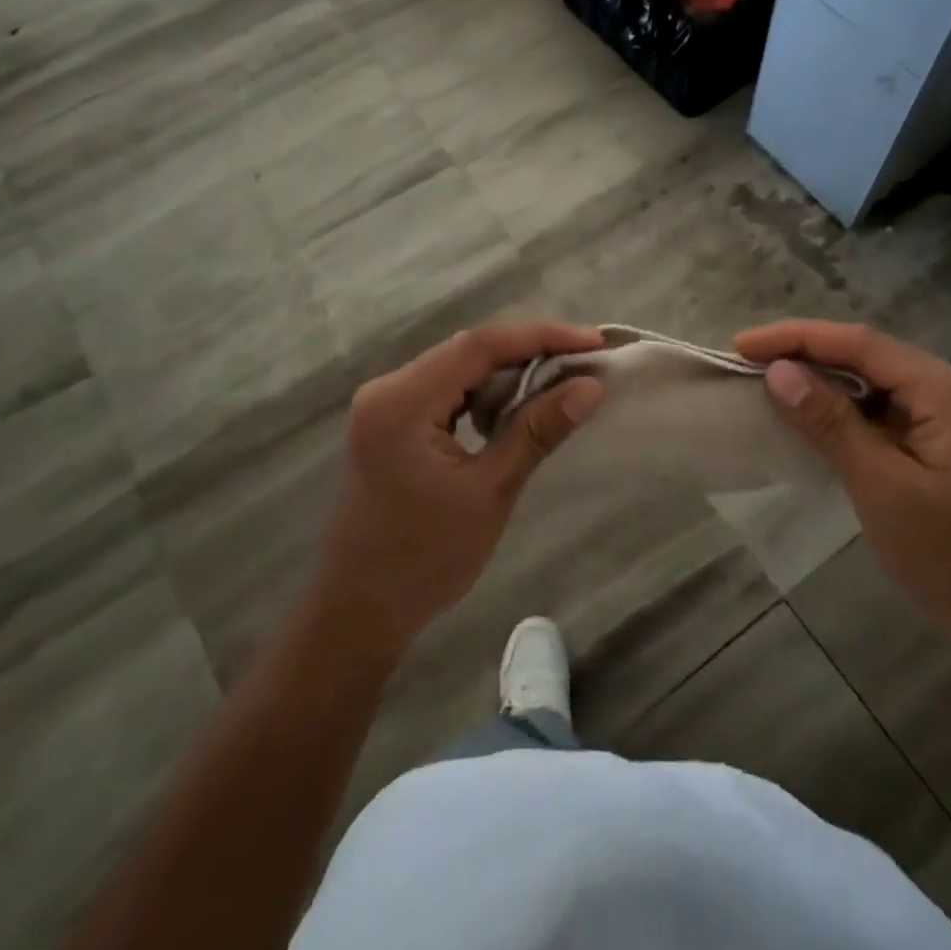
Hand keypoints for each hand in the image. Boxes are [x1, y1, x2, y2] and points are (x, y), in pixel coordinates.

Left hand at [313, 323, 605, 659]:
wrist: (357, 613)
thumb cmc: (424, 560)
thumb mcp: (489, 492)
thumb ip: (537, 431)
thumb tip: (591, 387)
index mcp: (402, 401)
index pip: (479, 346)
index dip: (540, 336)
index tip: (593, 341)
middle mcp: (387, 389)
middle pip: (467, 351)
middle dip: (529, 352)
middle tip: (584, 361)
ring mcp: (385, 405)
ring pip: (458, 369)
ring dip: (509, 373)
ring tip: (561, 381)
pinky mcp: (391, 423)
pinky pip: (446, 391)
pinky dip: (485, 394)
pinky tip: (517, 407)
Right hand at [734, 320, 950, 645]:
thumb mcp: (882, 488)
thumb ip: (831, 423)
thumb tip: (779, 371)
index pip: (863, 343)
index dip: (798, 338)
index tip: (743, 344)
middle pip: (871, 355)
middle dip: (809, 355)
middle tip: (749, 364)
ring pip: (878, 381)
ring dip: (827, 382)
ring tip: (772, 385)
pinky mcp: (950, 437)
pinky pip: (889, 408)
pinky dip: (849, 410)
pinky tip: (816, 418)